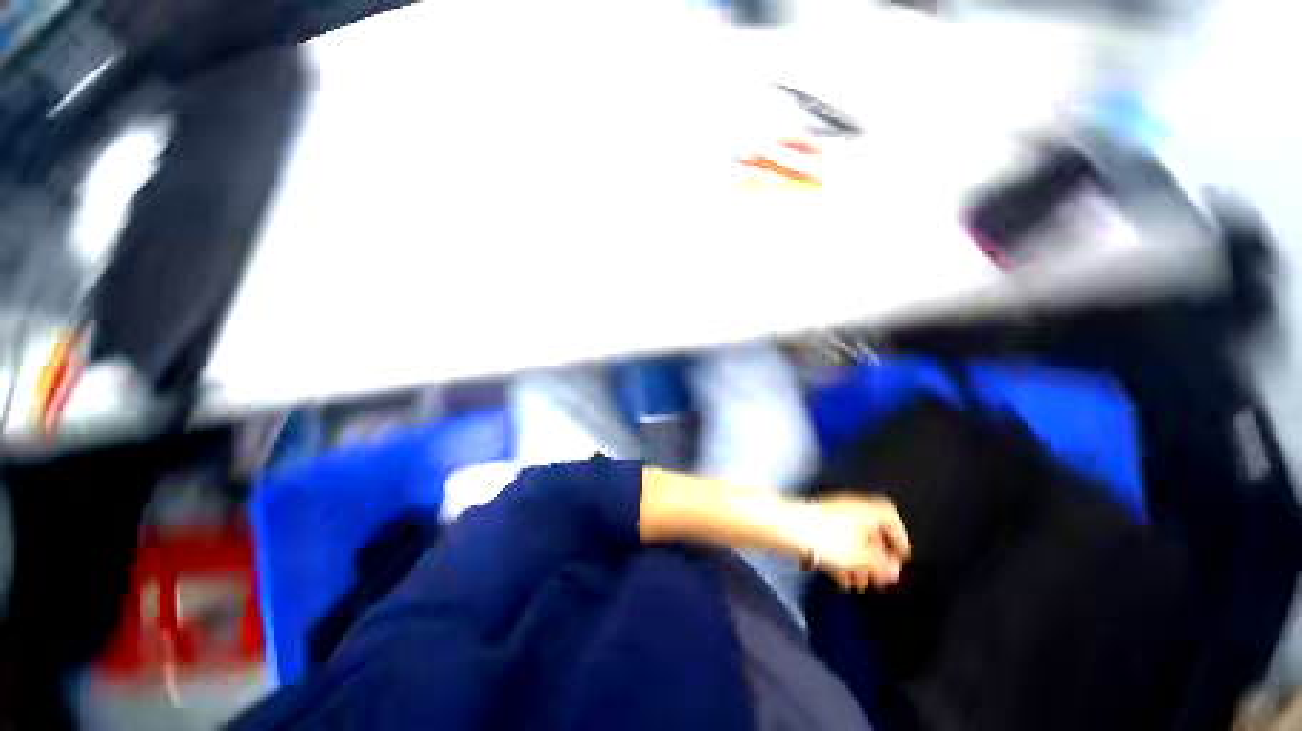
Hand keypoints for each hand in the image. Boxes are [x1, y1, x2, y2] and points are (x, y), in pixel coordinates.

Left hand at [798, 494, 910, 592]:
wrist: (788, 527)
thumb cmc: (831, 540)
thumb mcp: (861, 557)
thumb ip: (881, 566)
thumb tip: (895, 571)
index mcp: (864, 509)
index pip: (889, 516)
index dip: (899, 537)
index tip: (901, 558)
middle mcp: (848, 508)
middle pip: (868, 532)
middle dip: (875, 558)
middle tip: (879, 580)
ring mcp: (829, 515)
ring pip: (849, 540)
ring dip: (856, 563)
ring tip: (858, 587)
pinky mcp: (813, 524)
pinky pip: (834, 542)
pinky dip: (839, 560)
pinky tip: (839, 581)